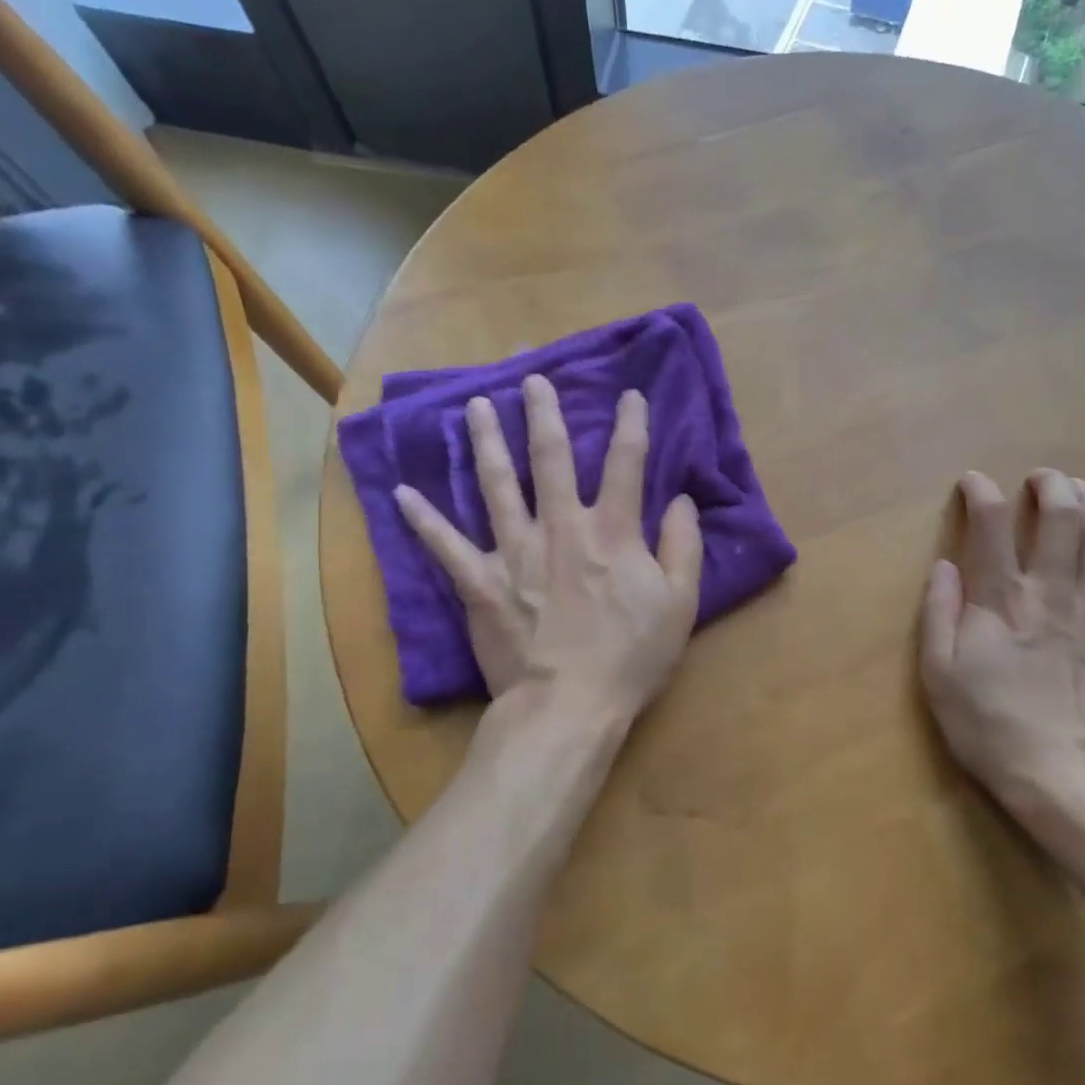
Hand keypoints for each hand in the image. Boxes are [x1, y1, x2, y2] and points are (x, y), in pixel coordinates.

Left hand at [395, 374, 702, 724]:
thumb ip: (683, 546)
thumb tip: (682, 500)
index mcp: (612, 532)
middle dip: (544, 414)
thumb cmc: (631, 657)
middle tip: (533, 378)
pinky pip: (446, 547)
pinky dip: (423, 520)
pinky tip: (401, 493)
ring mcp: (515, 552)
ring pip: (497, 485)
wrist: (569, 707)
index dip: (631, 424)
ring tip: (475, 407)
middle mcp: (561, 528)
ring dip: (486, 443)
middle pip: (551, 459)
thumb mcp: (680, 604)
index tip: (629, 395)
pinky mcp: (481, 583)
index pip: (627, 463)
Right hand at [920, 469, 1084, 811]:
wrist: (1056, 773)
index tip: (972, 483)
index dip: (981, 493)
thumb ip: (939, 612)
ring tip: (1083, 490)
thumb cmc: (986, 722)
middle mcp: (1050, 593)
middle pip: (1060, 520)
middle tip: (1040, 478)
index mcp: (1001, 600)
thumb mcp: (938, 672)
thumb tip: (945, 565)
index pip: (992, 525)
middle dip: (1051, 487)